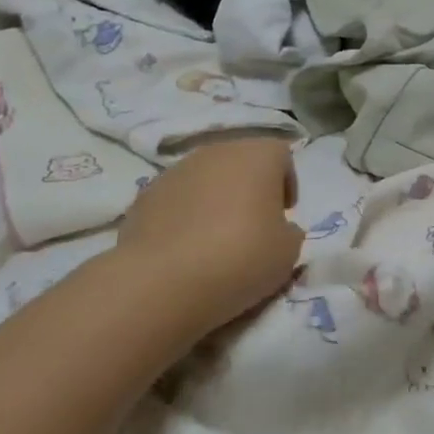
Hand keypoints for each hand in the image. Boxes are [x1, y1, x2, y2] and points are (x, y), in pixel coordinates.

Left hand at [117, 137, 303, 331]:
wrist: (163, 281)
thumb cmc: (241, 256)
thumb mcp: (289, 251)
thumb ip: (289, 231)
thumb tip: (278, 228)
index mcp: (257, 155)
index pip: (281, 156)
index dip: (286, 183)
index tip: (284, 214)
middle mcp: (216, 152)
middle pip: (240, 162)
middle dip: (249, 188)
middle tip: (253, 225)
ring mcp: (175, 171)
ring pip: (205, 179)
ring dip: (215, 200)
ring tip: (216, 239)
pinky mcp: (143, 196)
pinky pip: (176, 200)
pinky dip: (184, 217)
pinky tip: (185, 249)